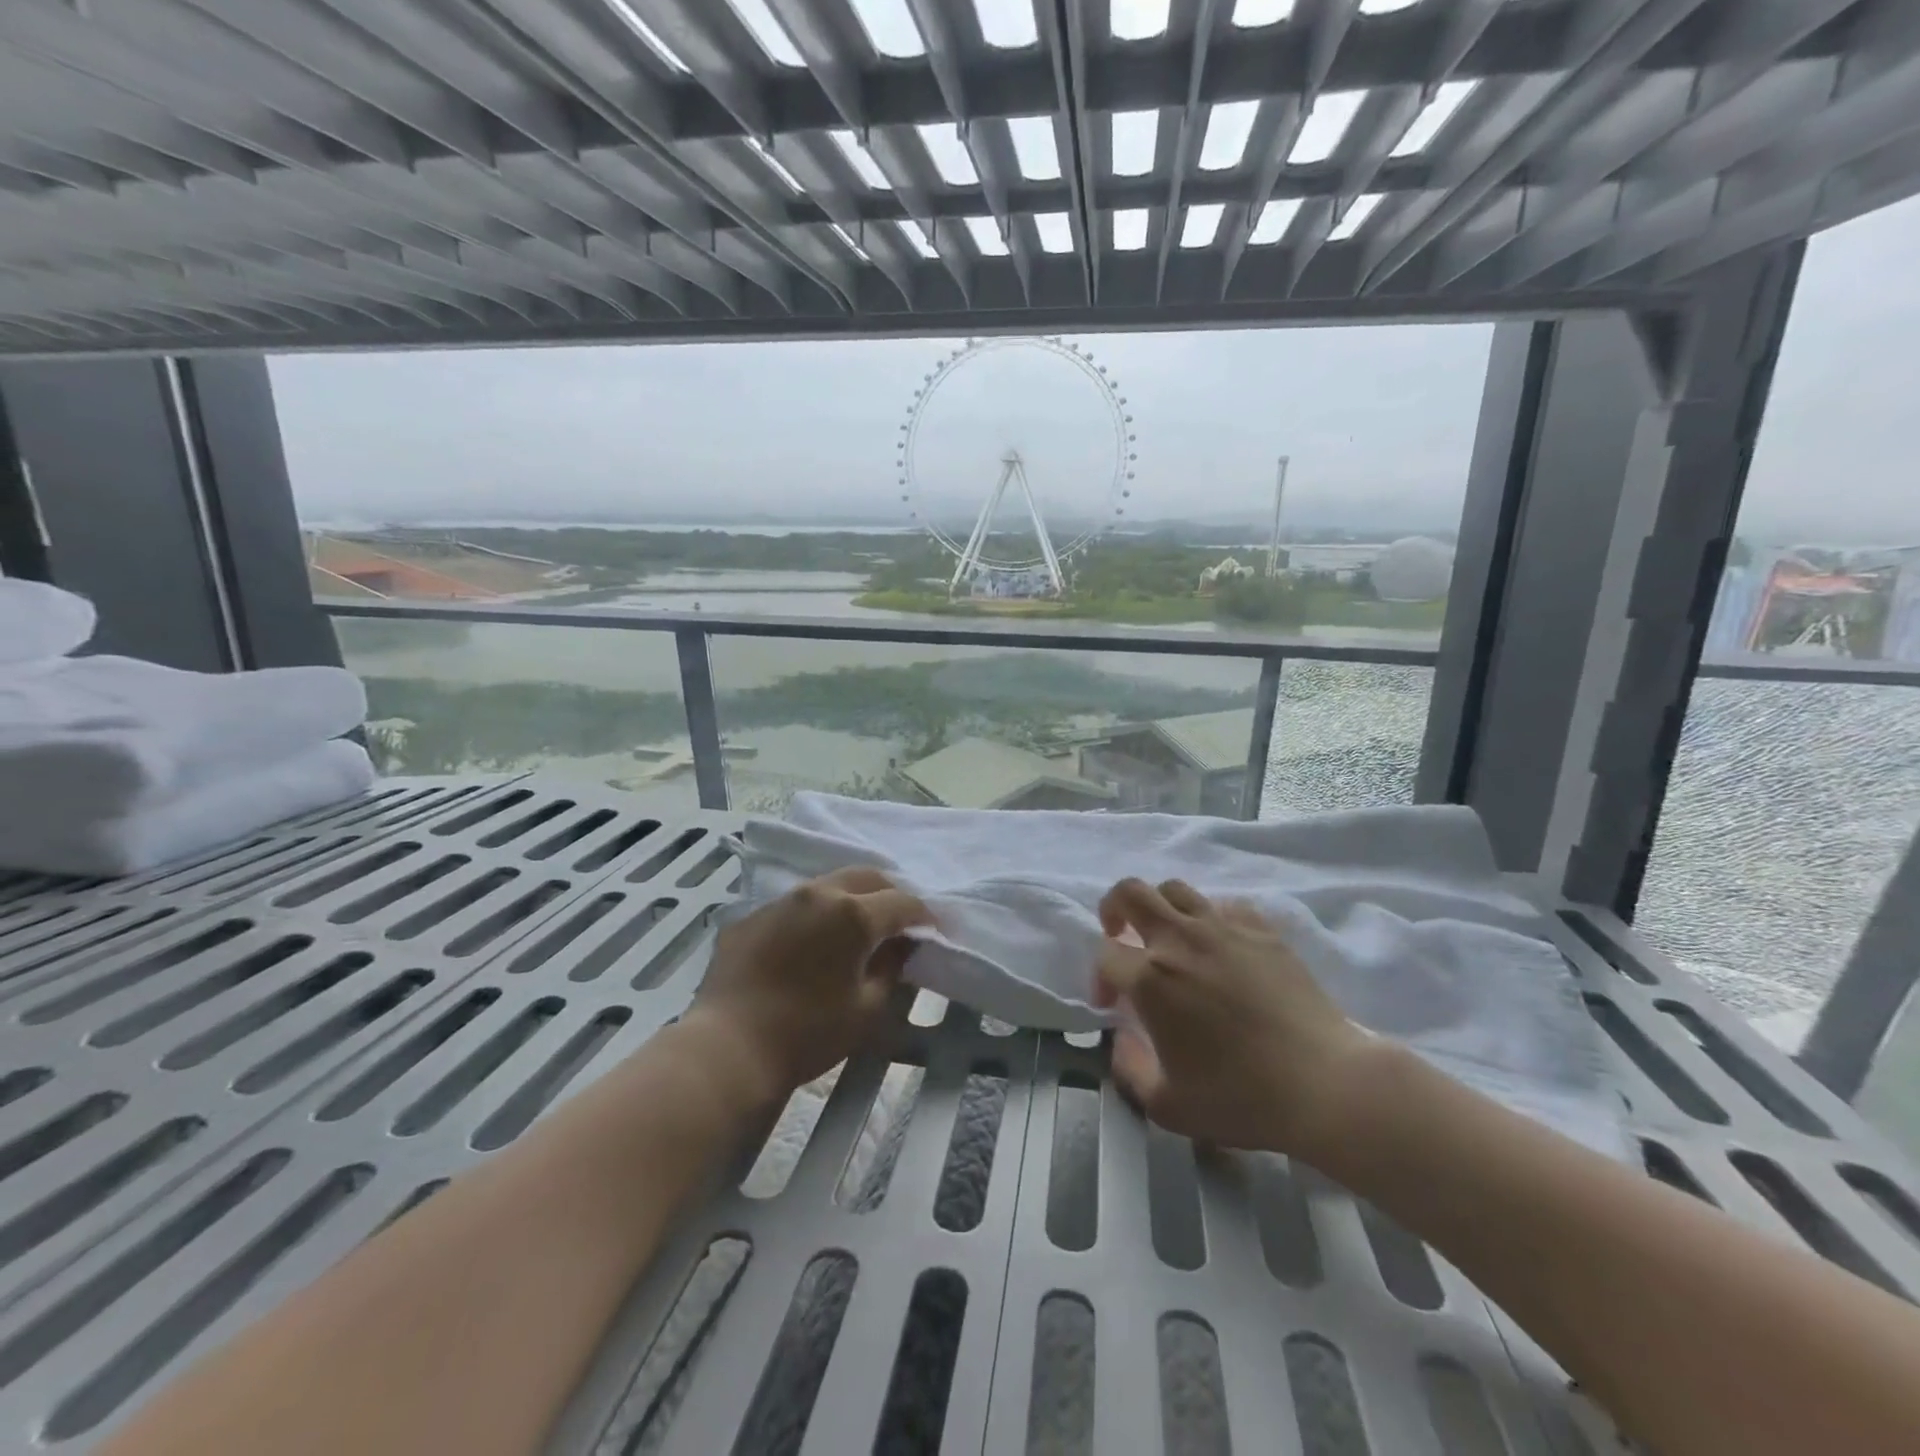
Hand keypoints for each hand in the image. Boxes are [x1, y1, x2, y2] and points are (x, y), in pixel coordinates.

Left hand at [690, 867, 929, 1098]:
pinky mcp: (751, 916)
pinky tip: (811, 943)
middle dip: (889, 894)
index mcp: (853, 914)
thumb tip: (899, 946)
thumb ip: (891, 968)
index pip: (902, 903)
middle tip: (898, 921)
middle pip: (866, 877)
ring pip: (828, 885)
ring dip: (851, 898)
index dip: (922, 916)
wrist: (728, 1047)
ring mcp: (780, 901)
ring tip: (856, 926)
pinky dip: (814, 915)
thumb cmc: (808, 1033)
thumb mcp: (867, 1008)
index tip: (930, 931)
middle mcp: (818, 894)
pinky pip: (794, 905)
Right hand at [1095, 877, 1370, 1158]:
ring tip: (1168, 935)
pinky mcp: (1262, 931)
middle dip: (1114, 907)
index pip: (1106, 955)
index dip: (1100, 977)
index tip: (1113, 1005)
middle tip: (1121, 933)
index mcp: (1150, 979)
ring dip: (1160, 906)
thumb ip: (1129, 1069)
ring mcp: (1224, 929)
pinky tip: (1219, 944)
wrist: (1325, 1085)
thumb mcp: (1168, 1106)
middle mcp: (1180, 940)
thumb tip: (1122, 1040)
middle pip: (1131, 892)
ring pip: (1176, 889)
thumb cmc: (1242, 1098)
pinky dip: (1211, 917)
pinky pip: (1225, 905)